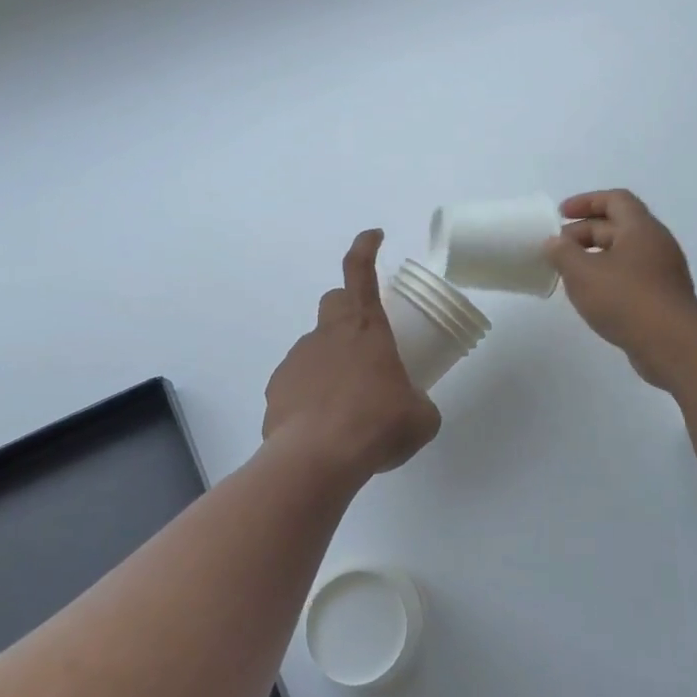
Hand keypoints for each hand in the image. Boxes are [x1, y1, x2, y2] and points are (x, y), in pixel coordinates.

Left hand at [263, 229, 441, 481]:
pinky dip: (311, 391)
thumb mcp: (420, 417)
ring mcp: (297, 359)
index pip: (360, 271)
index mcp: (366, 327)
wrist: (316, 459)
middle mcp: (328, 334)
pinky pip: (297, 380)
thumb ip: (419, 403)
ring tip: (348, 400)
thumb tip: (415, 408)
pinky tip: (323, 422)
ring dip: (332, 359)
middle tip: (367, 339)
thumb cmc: (377, 425)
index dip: (366, 247)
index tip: (374, 236)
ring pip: (316, 345)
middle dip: (349, 308)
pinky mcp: (277, 389)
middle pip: (334, 302)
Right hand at [545, 190, 696, 386]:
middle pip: (618, 226)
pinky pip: (632, 276)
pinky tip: (592, 296)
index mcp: (641, 228)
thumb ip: (563, 253)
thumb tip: (555, 242)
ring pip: (624, 253)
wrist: (673, 346)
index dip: (586, 202)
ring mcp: (663, 272)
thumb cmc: (626, 300)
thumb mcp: (583, 273)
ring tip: (569, 273)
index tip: (560, 215)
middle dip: (584, 232)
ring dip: (595, 257)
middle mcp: (656, 244)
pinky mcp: (663, 297)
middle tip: (557, 249)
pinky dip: (608, 277)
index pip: (615, 199)